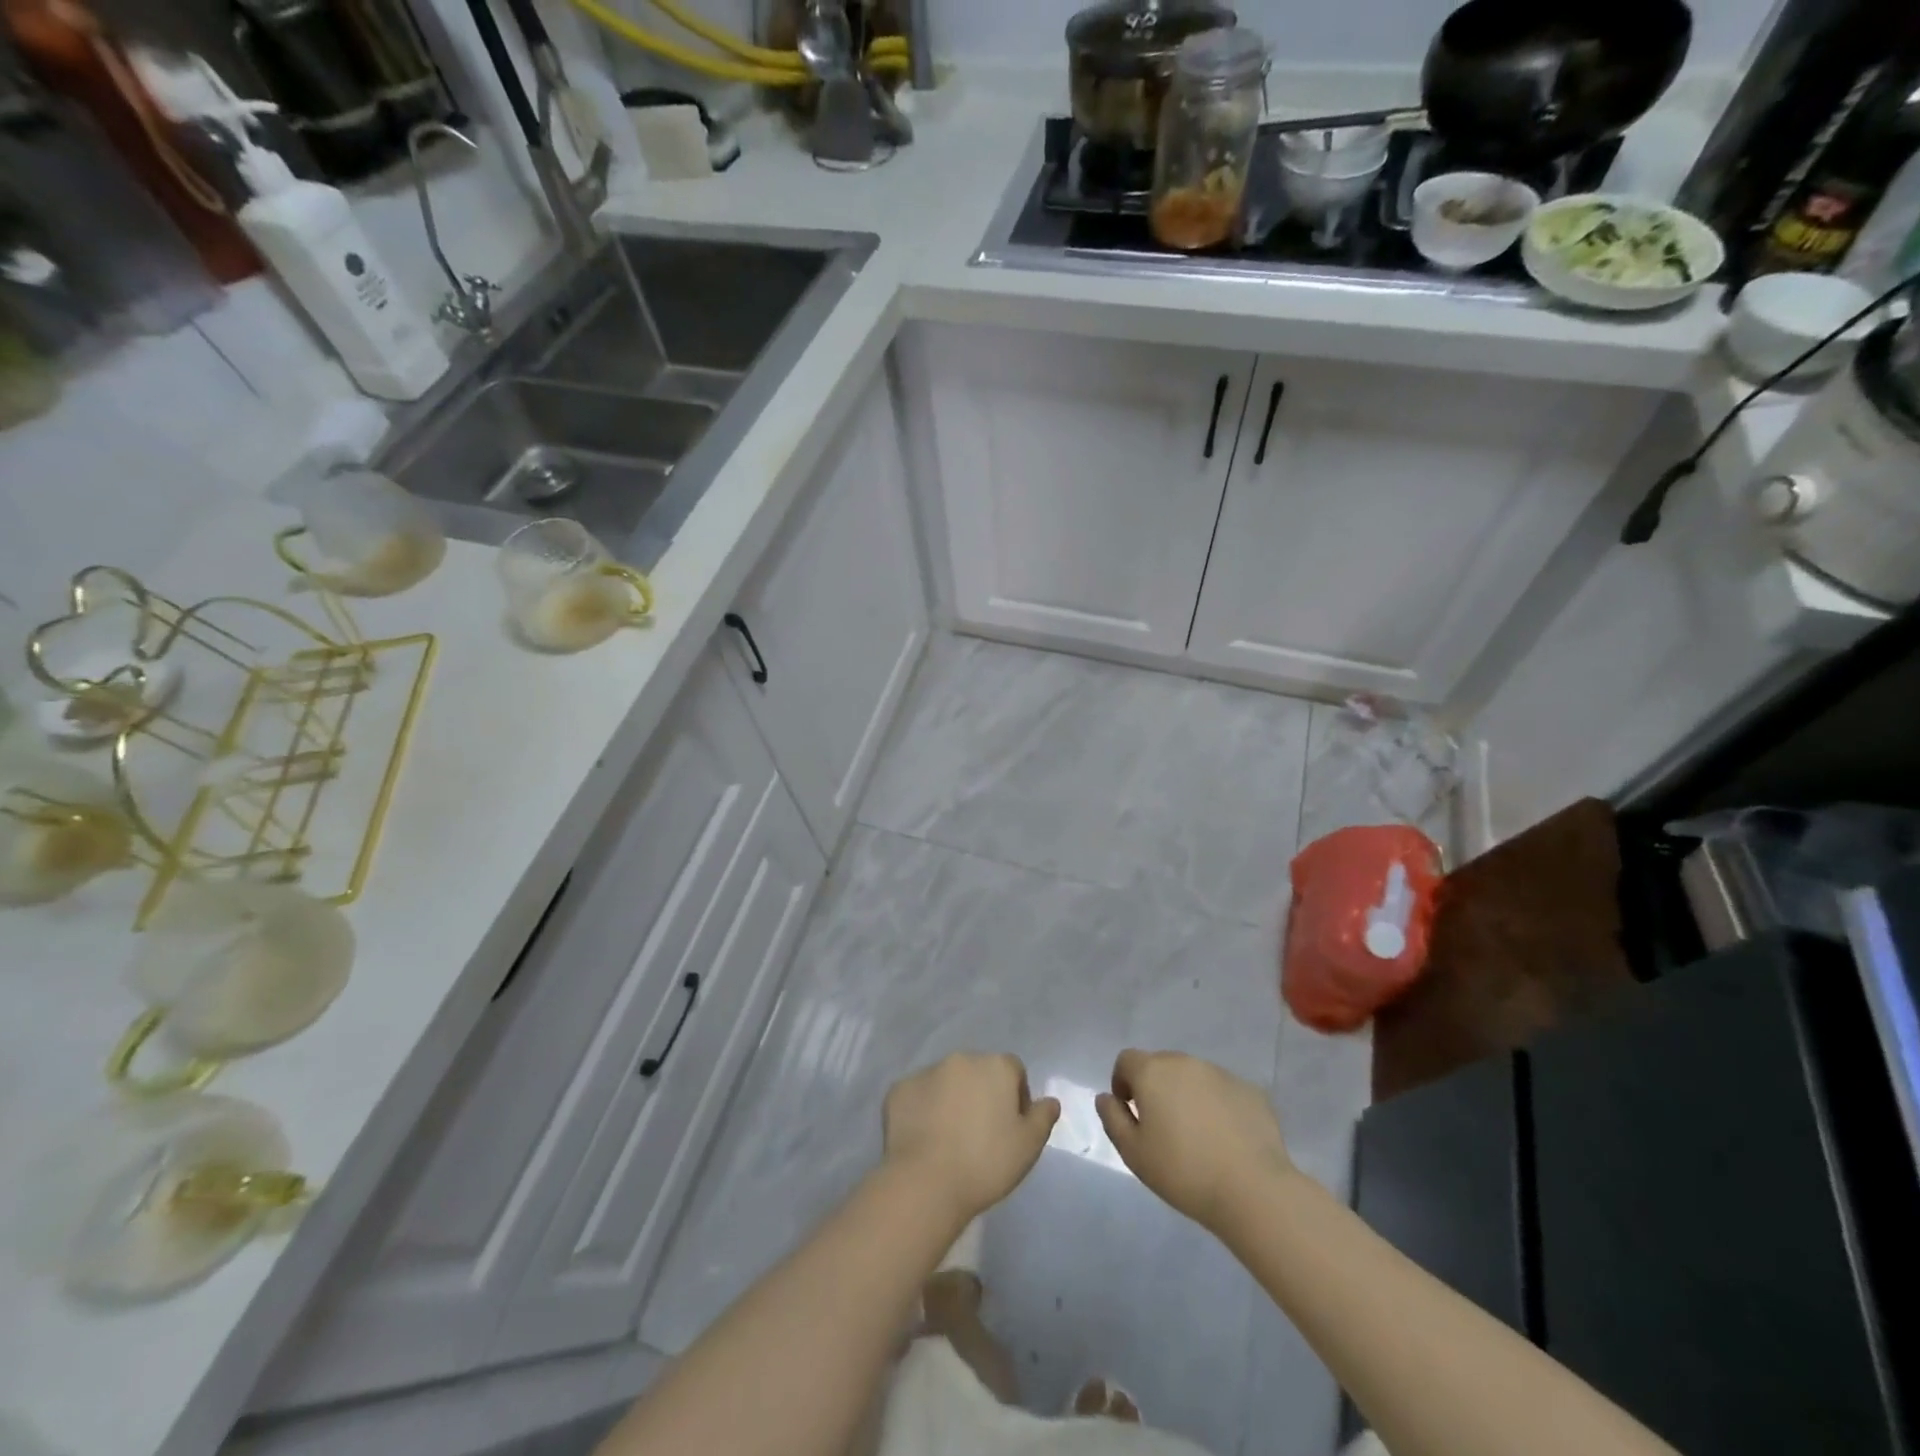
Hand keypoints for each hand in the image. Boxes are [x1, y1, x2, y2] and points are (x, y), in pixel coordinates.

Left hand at [882, 1053, 1059, 1221]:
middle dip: (982, 1094)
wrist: (926, 1182)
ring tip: (950, 1137)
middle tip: (980, 1133)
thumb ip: (1043, 1117)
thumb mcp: (1029, 1146)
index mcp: (995, 1066)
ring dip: (952, 1099)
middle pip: (978, 1072)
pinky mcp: (899, 1089)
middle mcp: (961, 1059)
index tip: (1012, 1127)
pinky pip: (918, 1095)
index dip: (1016, 1096)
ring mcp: (926, 1071)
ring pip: (946, 1081)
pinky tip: (925, 1138)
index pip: (1013, 1070)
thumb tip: (1050, 1101)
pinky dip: (923, 1109)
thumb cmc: (986, 1163)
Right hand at [1096, 1050, 1293, 1232]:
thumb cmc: (1183, 1171)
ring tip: (1196, 1135)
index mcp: (1153, 1072)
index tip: (1129, 1111)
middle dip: (1155, 1088)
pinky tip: (1225, 1139)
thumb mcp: (1133, 1153)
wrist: (1253, 1190)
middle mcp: (1185, 1063)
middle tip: (1162, 1127)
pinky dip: (1217, 1106)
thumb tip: (1106, 1098)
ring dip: (1187, 1095)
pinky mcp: (1250, 1091)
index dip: (1122, 1082)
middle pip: (1161, 1065)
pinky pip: (1223, 1092)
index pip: (1127, 1060)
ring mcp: (1221, 1074)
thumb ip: (1112, 1118)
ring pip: (1194, 1077)